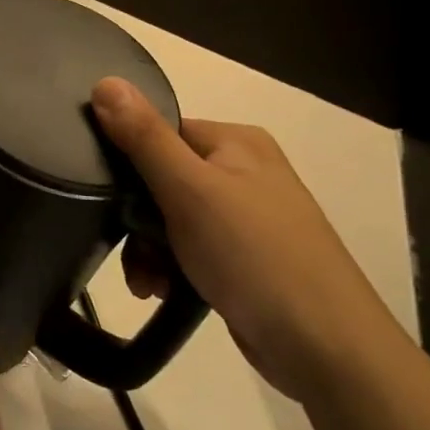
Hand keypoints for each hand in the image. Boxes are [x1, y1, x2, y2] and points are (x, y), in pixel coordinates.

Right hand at [90, 77, 407, 401]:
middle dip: (137, 220)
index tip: (106, 198)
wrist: (324, 347)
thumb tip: (104, 81)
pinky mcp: (245, 258)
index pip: (160, 132)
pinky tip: (162, 292)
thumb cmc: (253, 255)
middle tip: (131, 253)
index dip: (127, 163)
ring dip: (149, 250)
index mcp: (236, 143)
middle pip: (161, 180)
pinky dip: (170, 268)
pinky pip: (189, 249)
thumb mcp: (189, 190)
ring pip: (170, 220)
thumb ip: (144, 137)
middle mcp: (243, 172)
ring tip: (147, 285)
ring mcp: (246, 217)